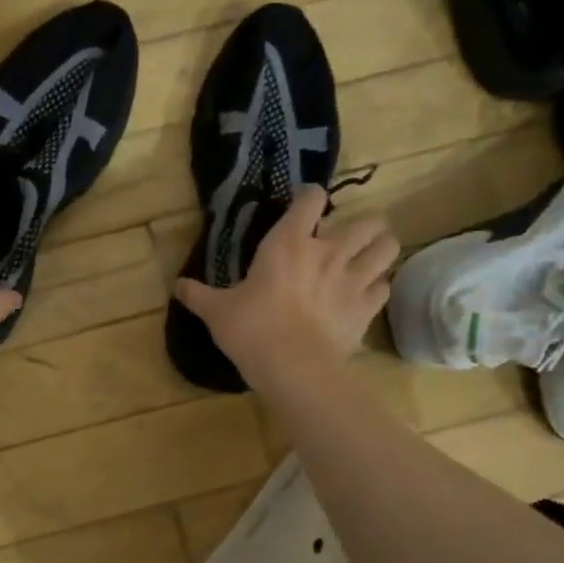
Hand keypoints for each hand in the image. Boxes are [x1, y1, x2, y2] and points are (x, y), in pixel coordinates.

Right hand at [176, 188, 397, 388]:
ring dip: (379, 248)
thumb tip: (177, 286)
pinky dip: (378, 286)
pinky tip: (367, 293)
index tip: (305, 203)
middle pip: (366, 221)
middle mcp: (328, 252)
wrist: (293, 367)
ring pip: (387, 247)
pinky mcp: (367, 307)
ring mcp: (353, 279)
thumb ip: (198, 295)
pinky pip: (384, 287)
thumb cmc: (251, 330)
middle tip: (345, 238)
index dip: (310, 196)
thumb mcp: (216, 311)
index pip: (310, 199)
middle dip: (360, 224)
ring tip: (368, 257)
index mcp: (288, 243)